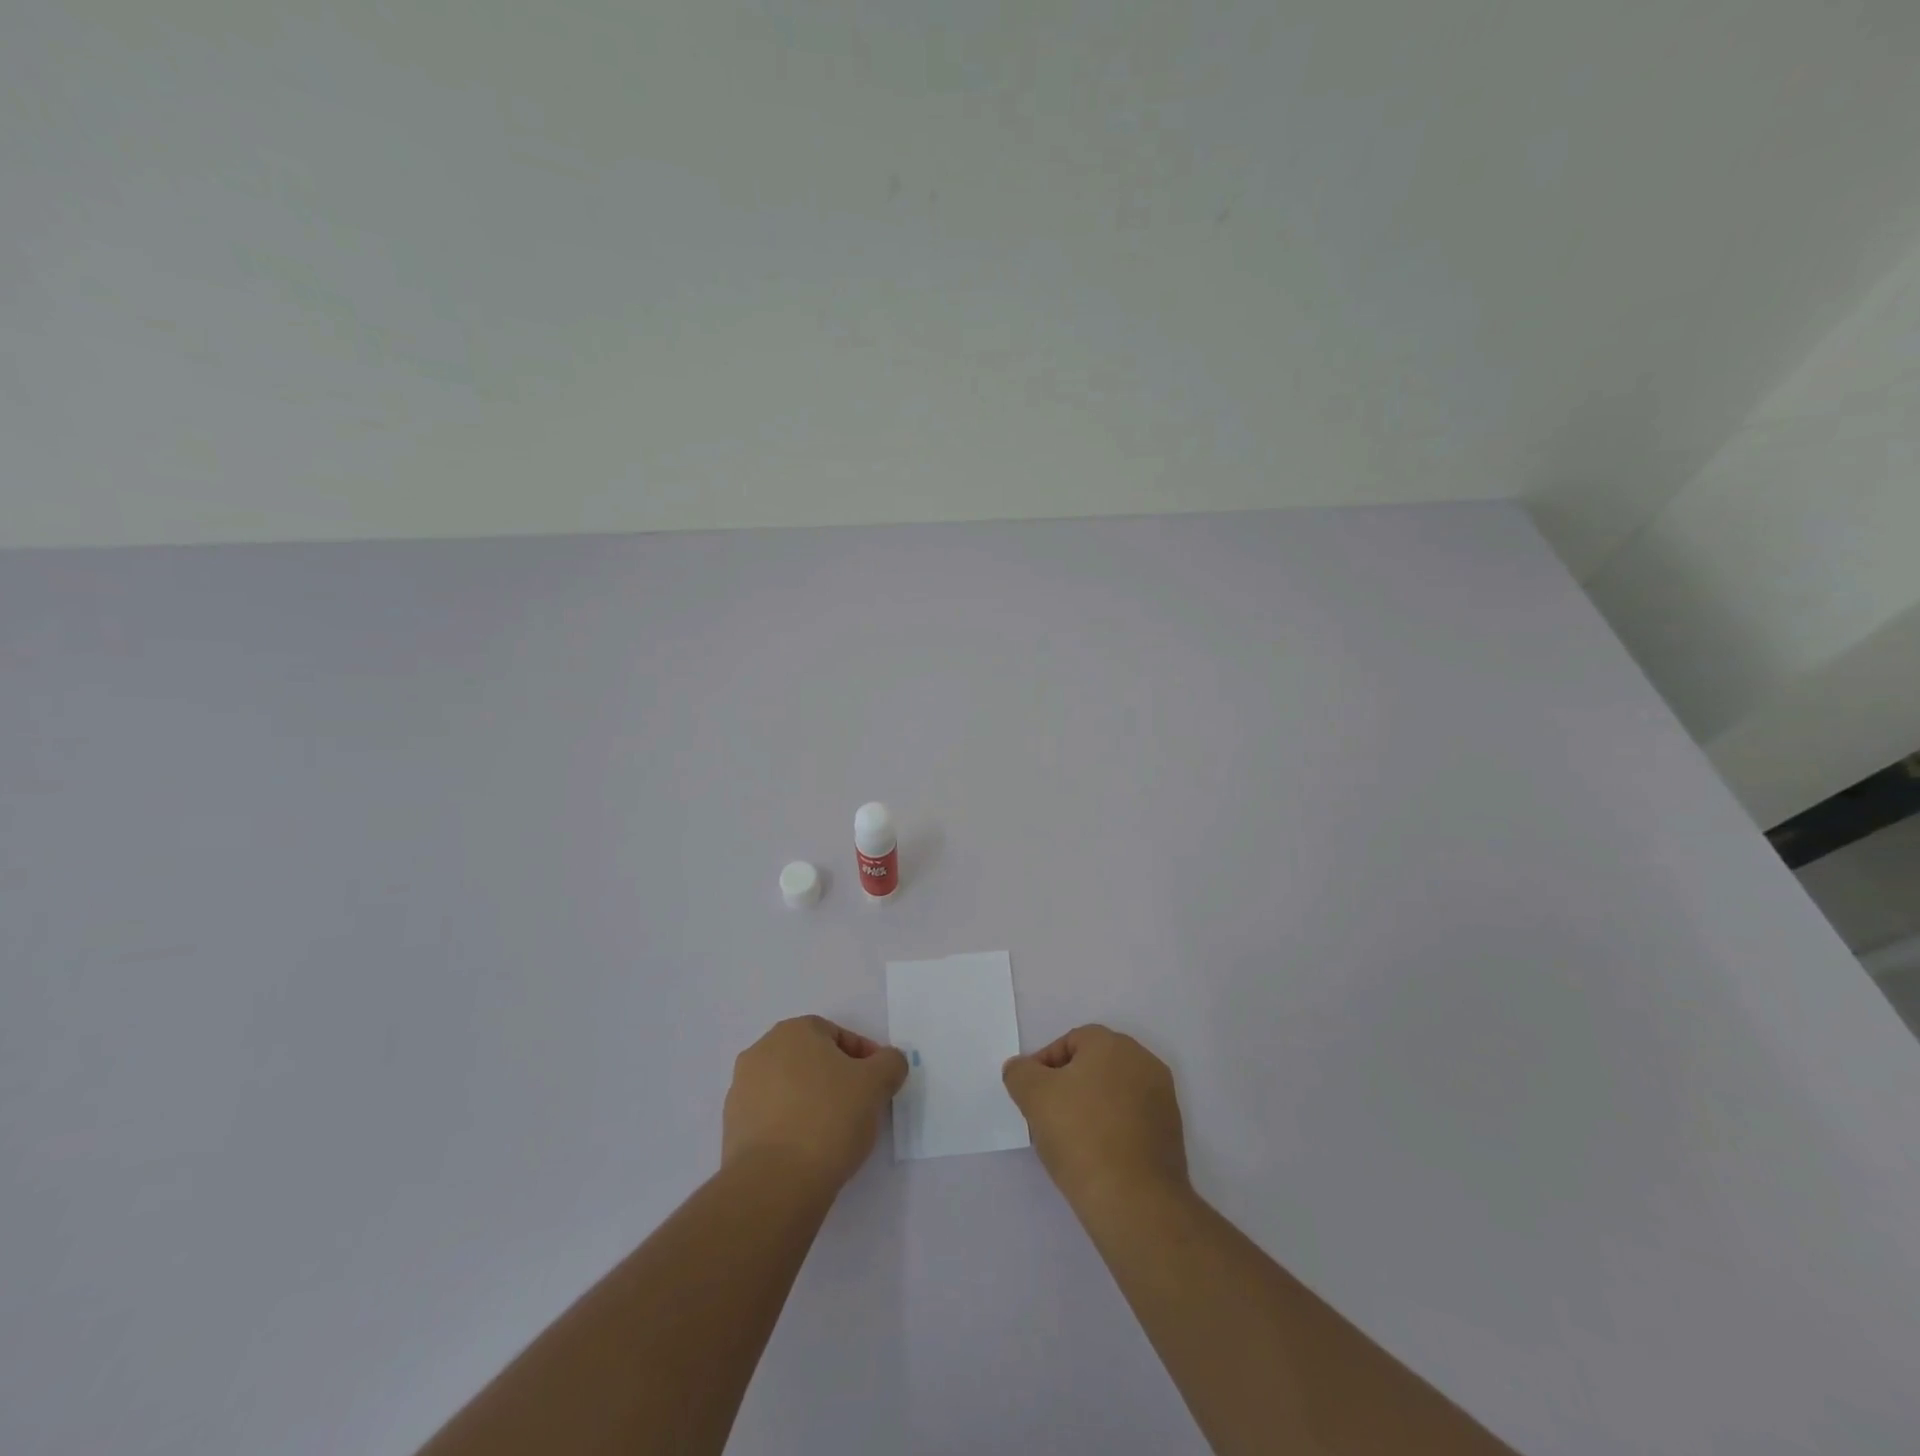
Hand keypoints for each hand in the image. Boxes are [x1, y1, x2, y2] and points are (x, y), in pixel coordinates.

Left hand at [723, 1016, 908, 1191]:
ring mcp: (741, 1090)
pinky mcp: (732, 1128)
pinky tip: (808, 1150)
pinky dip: (791, 1125)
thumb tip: (888, 1062)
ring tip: (834, 1133)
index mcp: (793, 1031)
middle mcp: (761, 1051)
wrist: (774, 1184)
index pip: (838, 1035)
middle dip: (836, 1078)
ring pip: (790, 1088)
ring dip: (812, 1101)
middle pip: (811, 1059)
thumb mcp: (877, 1083)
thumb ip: (890, 1063)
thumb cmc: (829, 1118)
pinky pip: (772, 1117)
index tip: (878, 1085)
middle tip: (859, 1106)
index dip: (864, 1058)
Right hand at [1002, 1024, 1188, 1209]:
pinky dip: (1111, 1129)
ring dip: (1090, 1108)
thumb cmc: (1081, 1136)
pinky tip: (1096, 1156)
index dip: (1044, 1067)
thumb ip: (1020, 1073)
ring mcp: (1162, 1097)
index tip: (1031, 1097)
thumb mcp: (1034, 1097)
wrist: (1136, 1201)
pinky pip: (1131, 1119)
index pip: (1069, 1042)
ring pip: (1113, 1093)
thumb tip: (1021, 1068)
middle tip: (1047, 1116)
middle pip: (1093, 1065)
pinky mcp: (1171, 1132)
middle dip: (1067, 1086)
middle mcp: (1143, 1061)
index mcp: (1113, 1044)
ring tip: (1069, 1141)